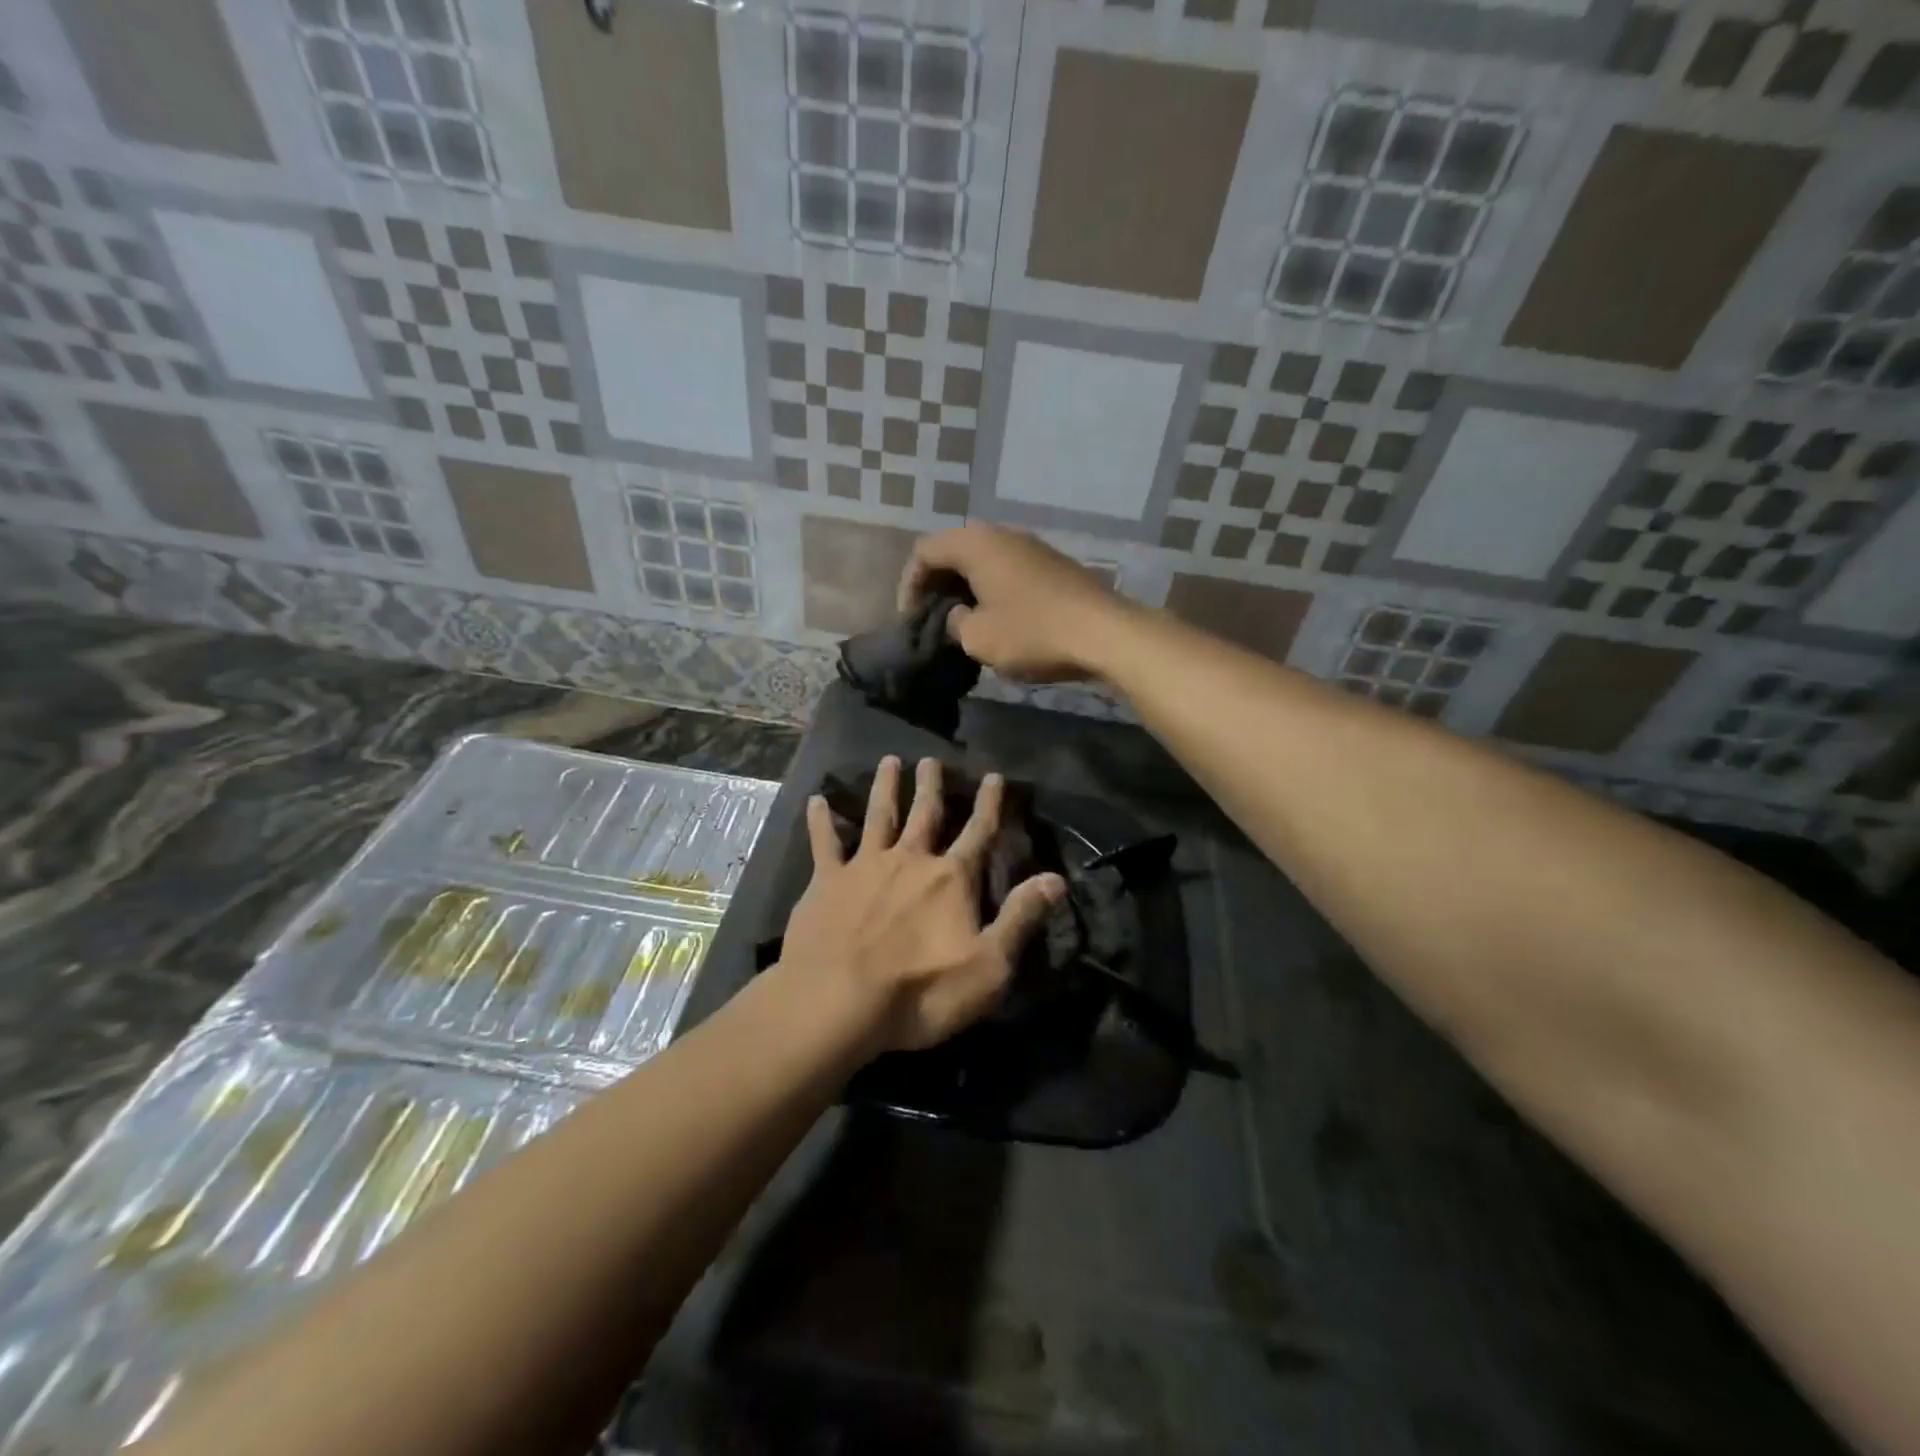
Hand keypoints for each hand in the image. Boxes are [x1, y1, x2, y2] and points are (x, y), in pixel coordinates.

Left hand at [775, 756, 1065, 1053]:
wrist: (837, 1002)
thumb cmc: (920, 991)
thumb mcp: (989, 966)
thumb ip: (1021, 917)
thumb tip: (1057, 878)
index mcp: (951, 878)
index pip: (978, 832)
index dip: (989, 804)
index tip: (994, 775)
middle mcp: (910, 859)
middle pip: (925, 813)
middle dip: (931, 785)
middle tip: (931, 758)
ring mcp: (865, 866)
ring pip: (879, 816)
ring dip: (886, 787)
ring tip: (888, 761)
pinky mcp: (826, 881)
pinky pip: (824, 842)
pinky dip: (821, 820)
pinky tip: (817, 800)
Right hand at [897, 523, 1128, 682]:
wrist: (1105, 633)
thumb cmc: (1033, 633)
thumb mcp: (978, 638)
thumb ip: (954, 623)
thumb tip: (959, 617)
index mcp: (976, 543)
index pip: (924, 552)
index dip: (909, 585)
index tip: (911, 620)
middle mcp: (1002, 534)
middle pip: (954, 551)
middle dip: (937, 585)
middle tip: (933, 620)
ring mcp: (1032, 547)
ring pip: (983, 561)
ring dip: (966, 589)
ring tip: (963, 624)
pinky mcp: (1053, 566)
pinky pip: (1008, 571)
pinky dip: (992, 591)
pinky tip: (998, 621)